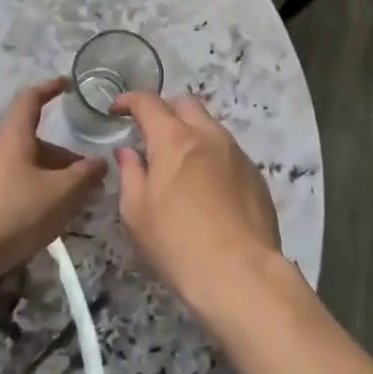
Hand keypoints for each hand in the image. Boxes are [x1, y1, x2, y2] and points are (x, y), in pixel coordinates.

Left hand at [0, 79, 104, 278]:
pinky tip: (44, 221)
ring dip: (49, 178)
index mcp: (13, 138)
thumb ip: (85, 175)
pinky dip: (32, 195)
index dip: (49, 88)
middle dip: (62, 156)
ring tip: (71, 203)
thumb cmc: (14, 213)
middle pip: (32, 142)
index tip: (67, 84)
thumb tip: (100, 161)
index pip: (31, 100)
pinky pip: (11, 189)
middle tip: (86, 176)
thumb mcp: (61, 194)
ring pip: (24, 168)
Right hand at [112, 92, 283, 319]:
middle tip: (149, 133)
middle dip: (164, 110)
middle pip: (185, 103)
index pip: (148, 102)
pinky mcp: (256, 175)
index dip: (129, 100)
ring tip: (178, 161)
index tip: (116, 110)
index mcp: (175, 139)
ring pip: (210, 126)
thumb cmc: (177, 243)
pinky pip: (228, 151)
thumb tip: (128, 152)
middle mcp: (209, 136)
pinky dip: (211, 155)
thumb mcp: (137, 212)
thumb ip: (130, 174)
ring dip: (191, 132)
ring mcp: (237, 153)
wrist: (241, 273)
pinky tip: (206, 186)